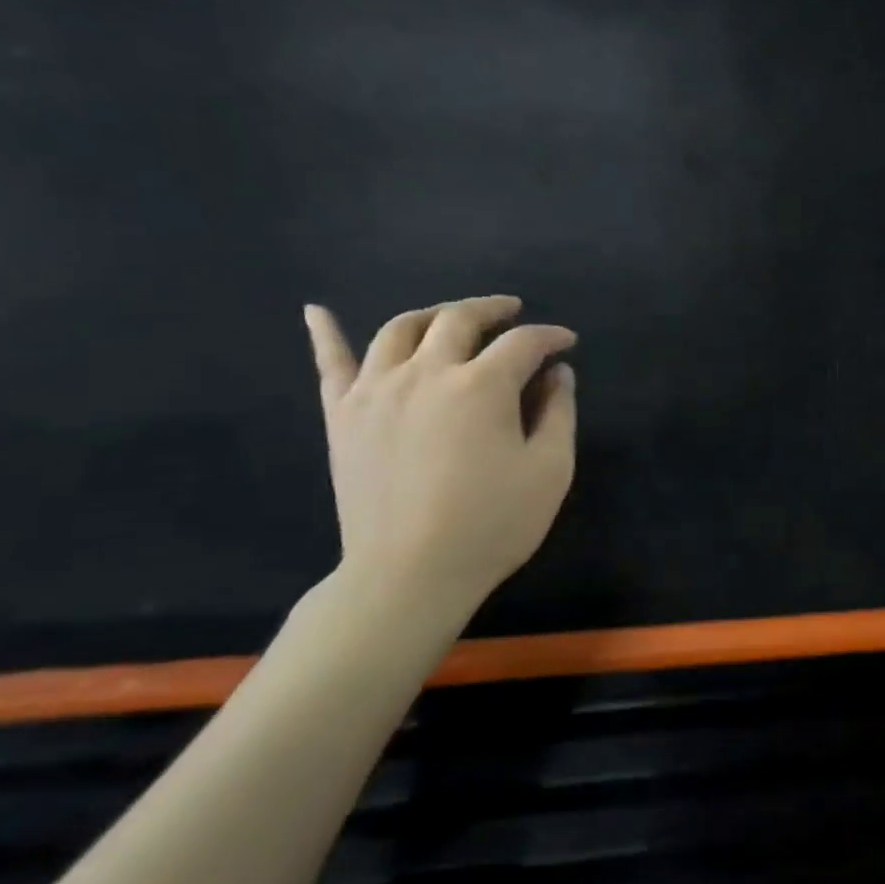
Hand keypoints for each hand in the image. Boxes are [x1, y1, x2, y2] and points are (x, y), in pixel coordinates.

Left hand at [302, 295, 576, 622]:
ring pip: (400, 329)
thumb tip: (557, 374)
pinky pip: (331, 364)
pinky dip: (325, 332)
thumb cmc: (492, 524)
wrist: (409, 574)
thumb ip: (558, 413)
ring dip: (432, 314)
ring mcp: (375, 390)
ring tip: (452, 318)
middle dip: (492, 309)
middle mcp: (426, 373)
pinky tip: (318, 311)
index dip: (550, 337)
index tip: (566, 344)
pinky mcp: (342, 415)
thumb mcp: (550, 470)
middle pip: (458, 319)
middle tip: (513, 312)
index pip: (522, 343)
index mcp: (482, 386)